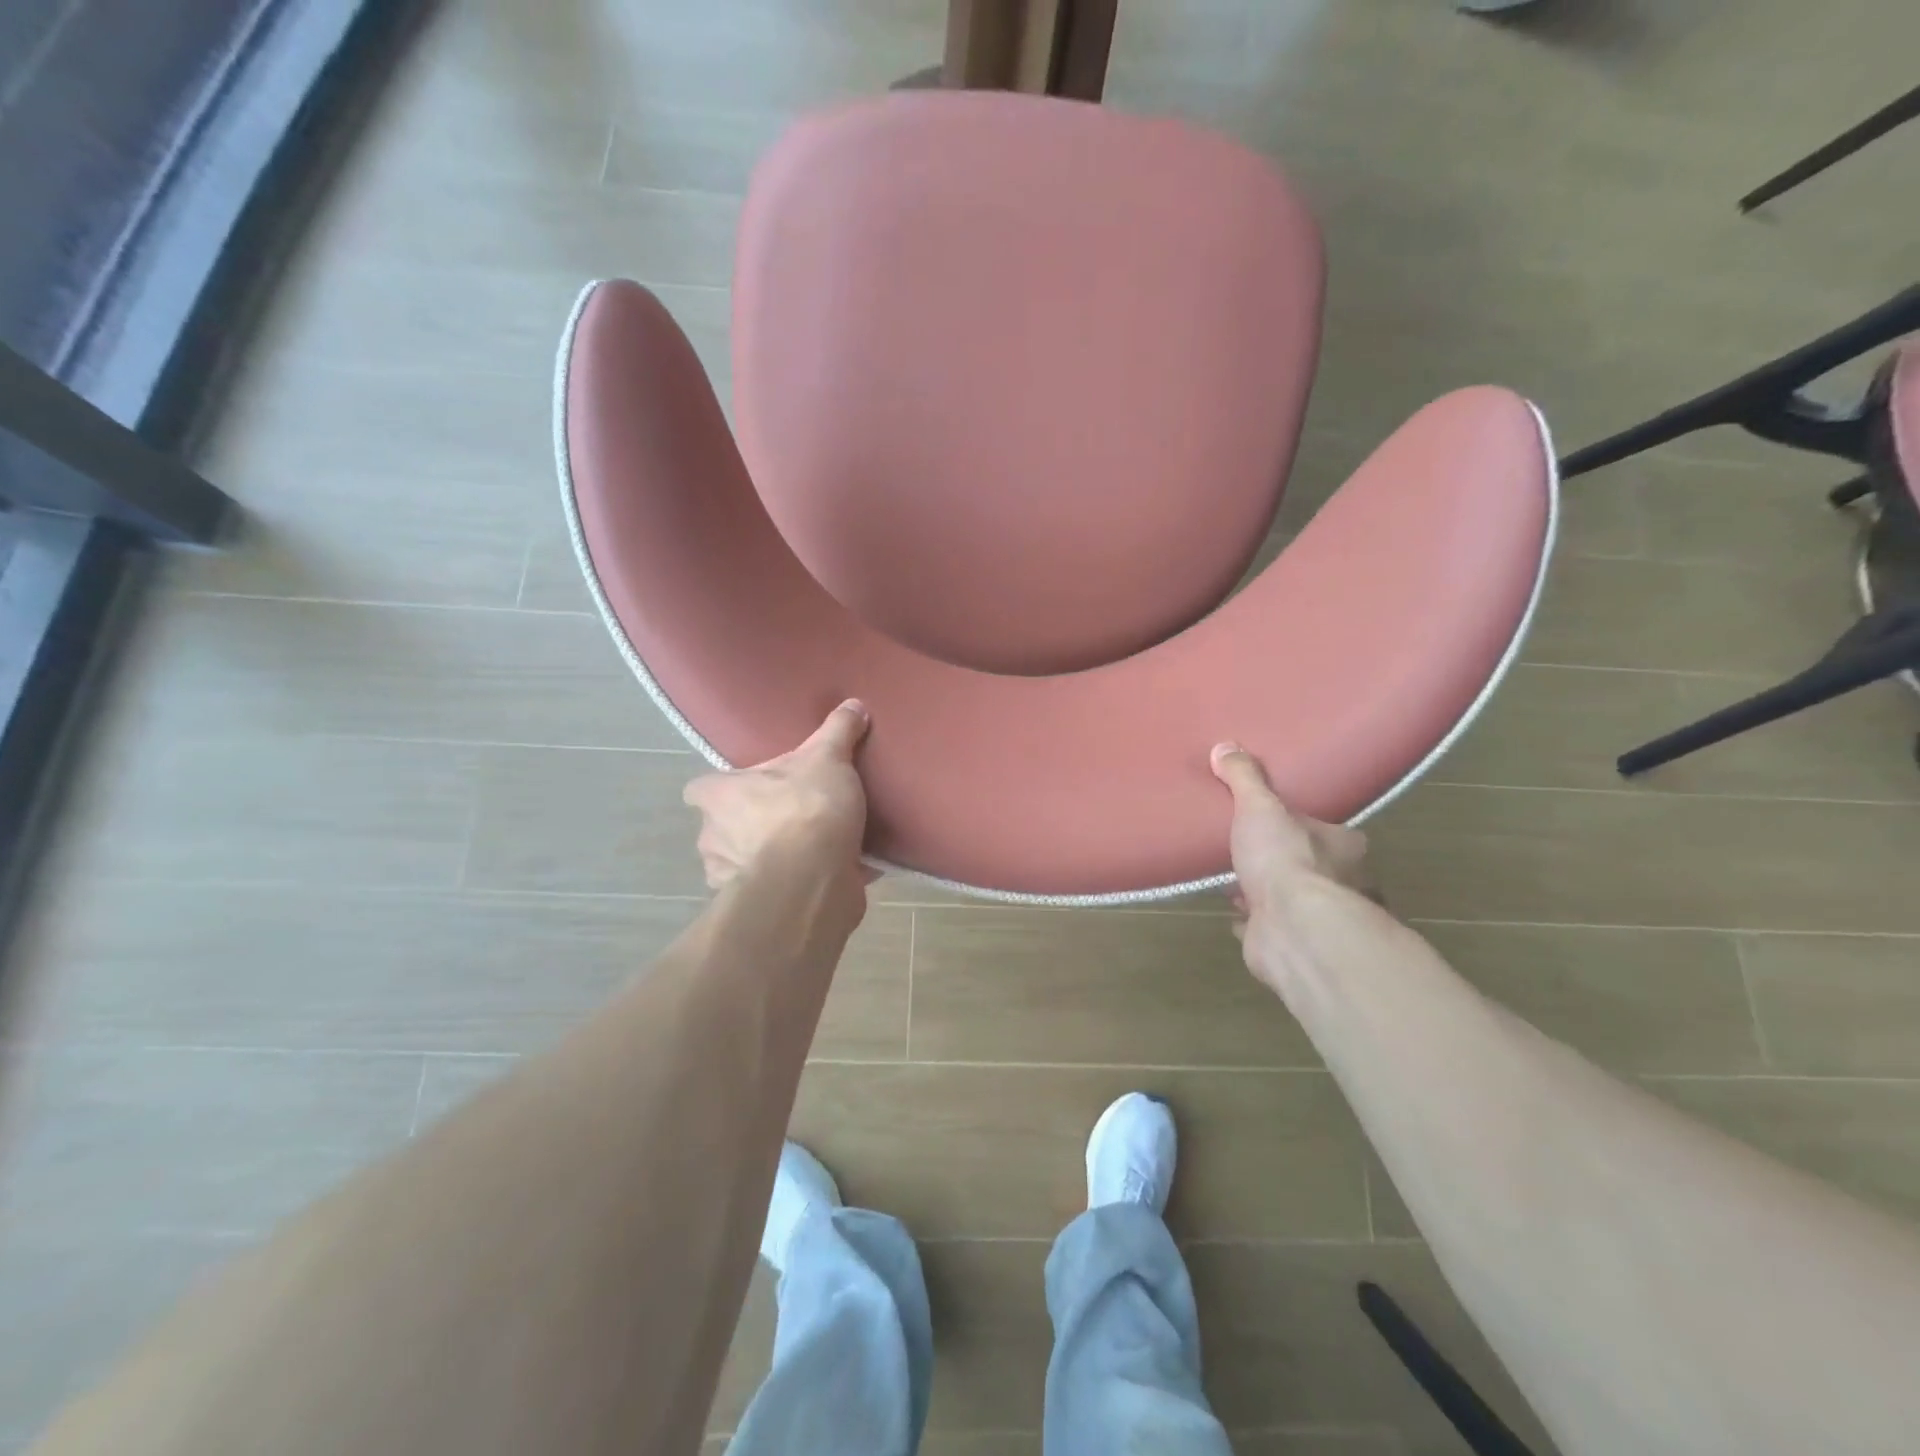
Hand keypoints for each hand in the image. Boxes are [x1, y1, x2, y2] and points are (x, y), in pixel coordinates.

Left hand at [683, 701, 871, 891]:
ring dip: (769, 858)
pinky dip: (793, 885)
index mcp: (719, 796)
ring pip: (744, 863)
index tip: (751, 789)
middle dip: (750, 826)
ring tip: (810, 850)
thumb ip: (838, 731)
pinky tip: (825, 876)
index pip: (700, 789)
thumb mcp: (828, 758)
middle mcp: (712, 838)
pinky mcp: (758, 908)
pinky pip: (774, 891)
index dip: (723, 789)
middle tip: (791, 816)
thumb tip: (853, 704)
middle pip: (722, 828)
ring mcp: (730, 878)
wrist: (813, 880)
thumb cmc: (806, 809)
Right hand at [1209, 742, 1376, 973]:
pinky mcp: (1293, 944)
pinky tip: (1233, 912)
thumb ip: (1244, 779)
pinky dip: (1252, 920)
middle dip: (1281, 860)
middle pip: (1309, 865)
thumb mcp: (1259, 807)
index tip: (1272, 820)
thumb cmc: (1287, 859)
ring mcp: (1318, 919)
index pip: (1324, 829)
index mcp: (1344, 846)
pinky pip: (1267, 926)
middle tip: (1248, 849)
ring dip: (1266, 891)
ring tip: (1234, 880)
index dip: (1300, 825)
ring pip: (1290, 899)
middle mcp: (1342, 883)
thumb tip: (1225, 746)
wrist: (1294, 929)